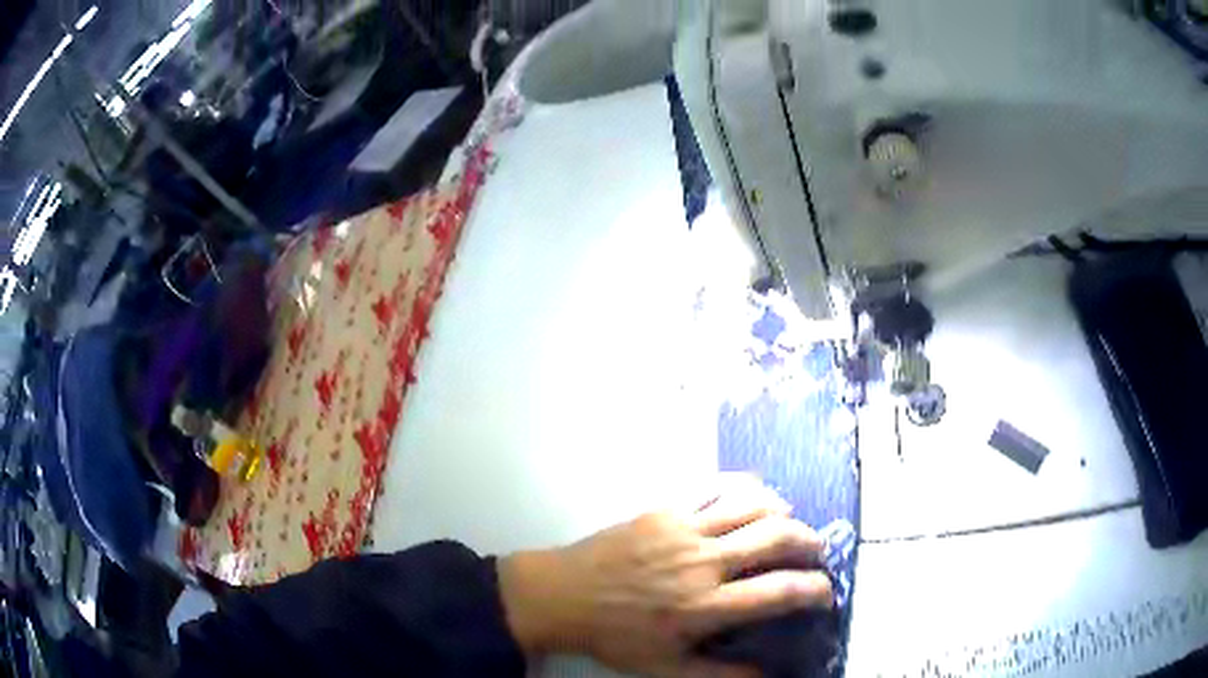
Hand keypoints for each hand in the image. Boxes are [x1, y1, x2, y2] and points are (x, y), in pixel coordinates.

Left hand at [498, 475, 832, 676]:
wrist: (563, 594)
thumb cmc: (615, 635)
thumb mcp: (666, 668)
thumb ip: (721, 674)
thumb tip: (768, 674)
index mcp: (705, 606)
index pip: (779, 592)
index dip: (814, 590)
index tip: (825, 593)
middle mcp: (703, 562)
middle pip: (777, 537)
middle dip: (809, 542)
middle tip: (816, 552)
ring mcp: (684, 528)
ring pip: (753, 505)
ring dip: (783, 511)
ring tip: (791, 523)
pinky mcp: (665, 508)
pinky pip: (716, 486)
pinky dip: (745, 488)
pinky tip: (755, 497)